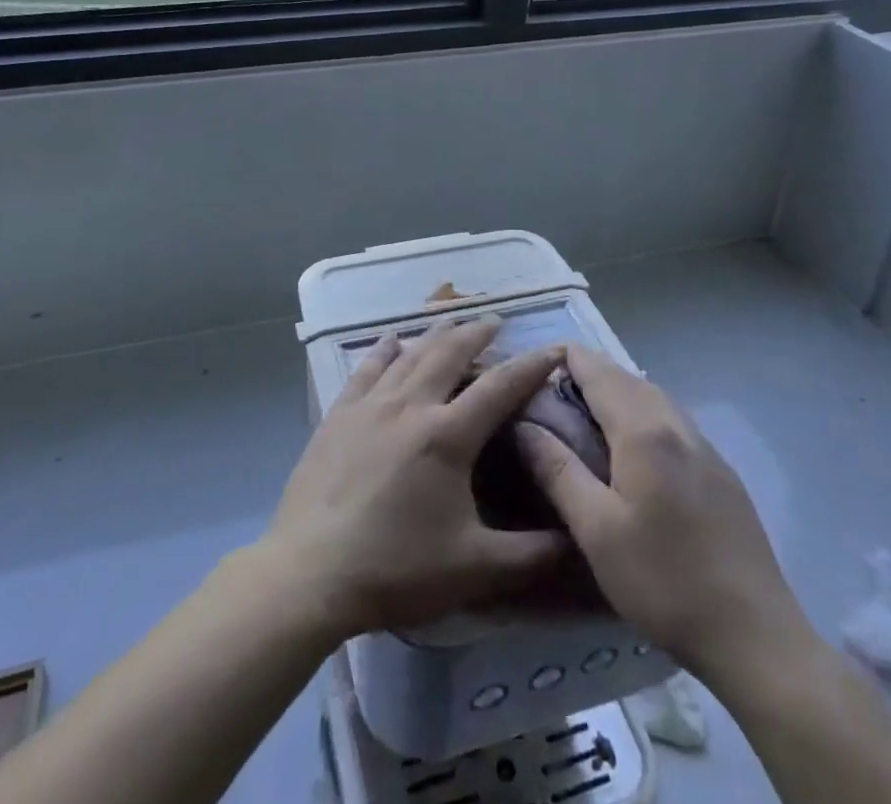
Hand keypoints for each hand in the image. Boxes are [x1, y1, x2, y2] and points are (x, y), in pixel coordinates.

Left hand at [259, 317, 570, 643]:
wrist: (311, 572)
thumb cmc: (396, 568)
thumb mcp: (475, 569)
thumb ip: (532, 555)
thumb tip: (578, 540)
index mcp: (448, 435)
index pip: (500, 387)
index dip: (531, 365)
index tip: (554, 347)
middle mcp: (411, 405)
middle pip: (450, 353)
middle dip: (477, 333)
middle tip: (495, 320)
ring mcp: (371, 405)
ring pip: (410, 353)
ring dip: (435, 333)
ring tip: (452, 319)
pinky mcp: (339, 414)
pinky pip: (367, 368)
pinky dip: (383, 349)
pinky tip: (390, 339)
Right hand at [517, 346, 820, 692]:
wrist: (755, 636)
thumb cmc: (664, 581)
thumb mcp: (596, 530)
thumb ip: (558, 470)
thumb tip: (524, 424)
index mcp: (643, 431)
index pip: (598, 371)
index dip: (566, 359)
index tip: (535, 366)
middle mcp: (676, 425)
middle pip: (627, 378)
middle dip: (590, 374)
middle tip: (552, 391)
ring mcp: (705, 447)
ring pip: (653, 397)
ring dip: (618, 391)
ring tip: (586, 413)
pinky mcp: (721, 472)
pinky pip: (673, 420)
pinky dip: (643, 413)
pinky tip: (634, 446)